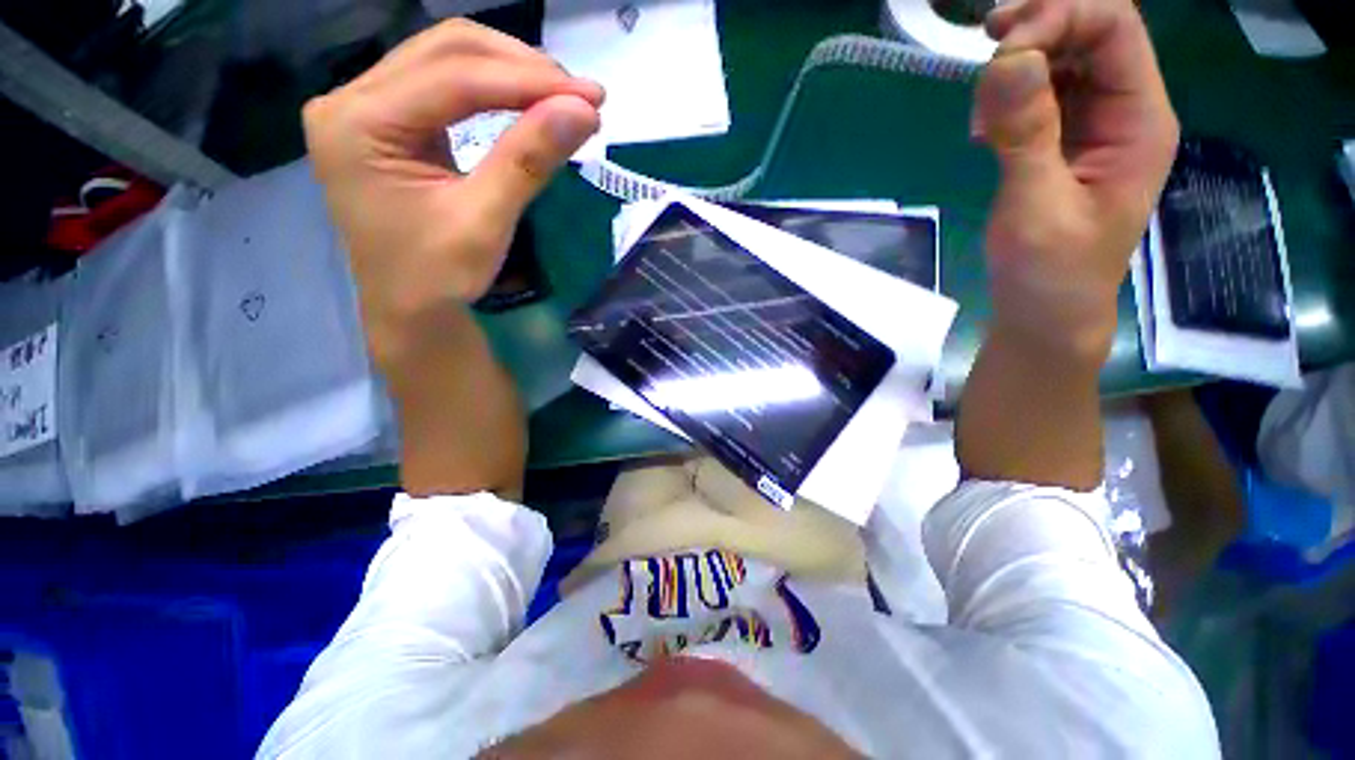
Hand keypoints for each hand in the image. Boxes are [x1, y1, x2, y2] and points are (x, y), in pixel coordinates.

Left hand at [303, 20, 602, 370]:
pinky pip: (444, 85)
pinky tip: (527, 102)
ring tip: (563, 96)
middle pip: (445, 51)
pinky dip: (494, 90)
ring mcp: (365, 107)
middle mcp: (350, 100)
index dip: (527, 81)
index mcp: (357, 124)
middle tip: (581, 94)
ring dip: (511, 72)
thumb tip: (583, 112)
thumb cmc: (439, 277)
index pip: (453, 77)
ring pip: (446, 60)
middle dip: (521, 68)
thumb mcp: (485, 222)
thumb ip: (529, 160)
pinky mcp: (387, 121)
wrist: (411, 310)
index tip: (590, 97)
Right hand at [973, 0, 1178, 360]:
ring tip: (982, 118)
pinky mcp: (1062, 140)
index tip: (1000, 47)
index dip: (1059, 17)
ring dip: (1016, 65)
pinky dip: (1006, 96)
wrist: (1046, 313)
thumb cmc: (1050, 273)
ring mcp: (1092, 123)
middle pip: (1090, 29)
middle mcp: (1123, 109)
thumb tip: (1005, 59)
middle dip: (1037, 28)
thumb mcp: (1035, 208)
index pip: (1114, 27)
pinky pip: (1039, 92)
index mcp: (1139, 120)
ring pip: (1062, 56)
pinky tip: (985, 130)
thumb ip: (1025, 135)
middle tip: (984, 50)